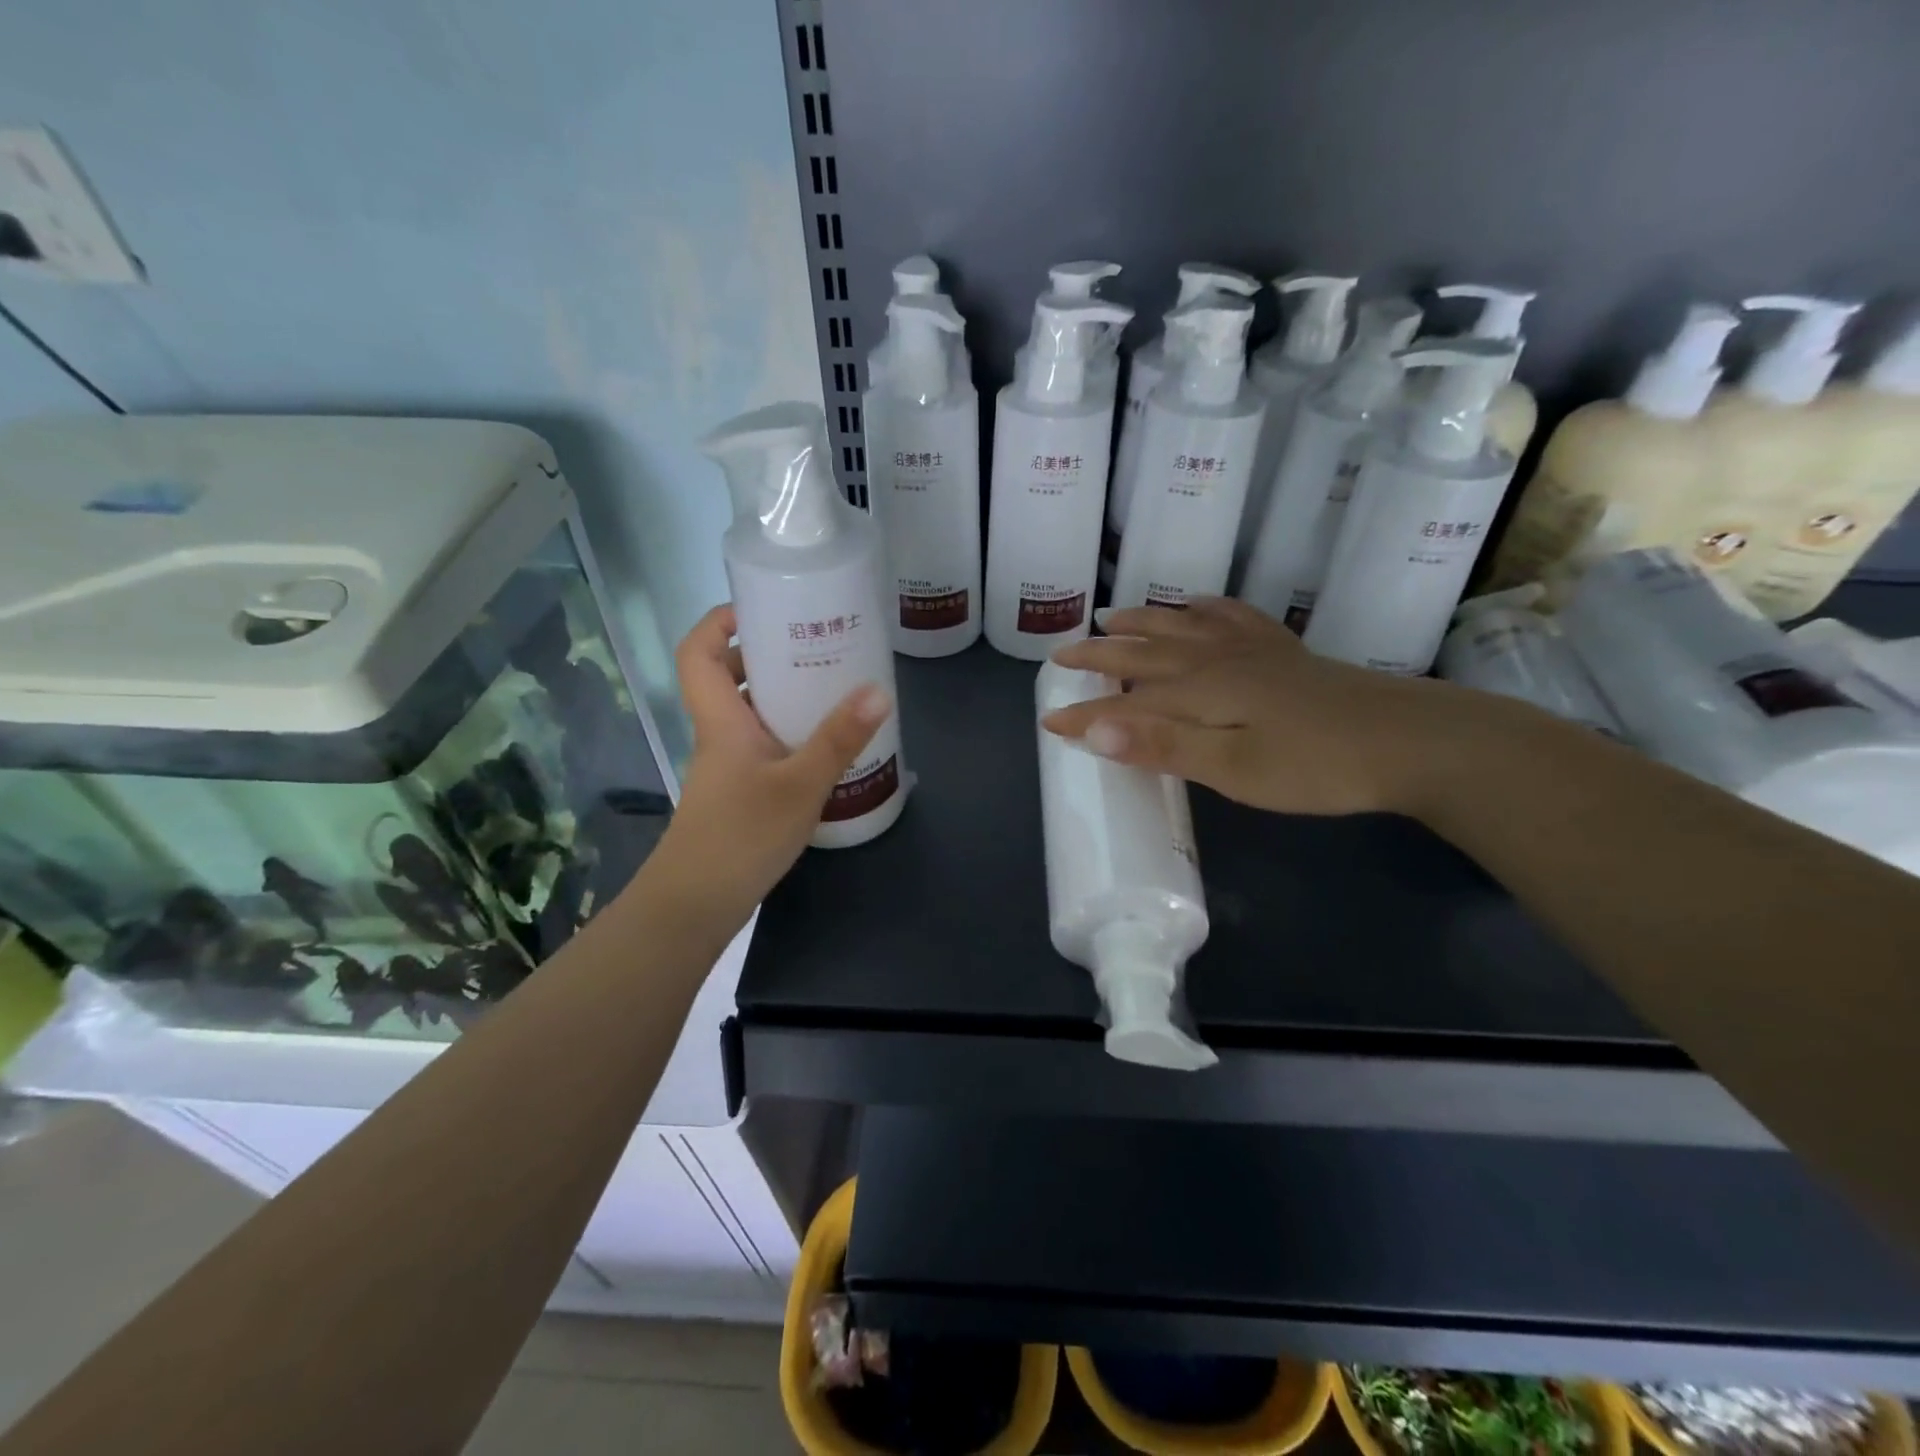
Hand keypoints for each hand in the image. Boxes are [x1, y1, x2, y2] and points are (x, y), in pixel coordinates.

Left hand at [649, 604, 889, 925]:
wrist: (697, 904)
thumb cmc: (741, 835)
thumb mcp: (800, 784)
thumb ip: (839, 739)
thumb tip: (878, 691)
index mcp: (721, 719)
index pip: (698, 651)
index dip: (720, 621)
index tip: (763, 608)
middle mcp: (719, 734)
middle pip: (727, 676)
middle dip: (766, 653)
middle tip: (815, 644)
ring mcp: (727, 765)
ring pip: (748, 712)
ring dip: (782, 694)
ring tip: (830, 686)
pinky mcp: (740, 791)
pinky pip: (762, 743)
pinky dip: (788, 731)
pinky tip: (825, 745)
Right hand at [1042, 598, 1480, 816]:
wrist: (1410, 741)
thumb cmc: (1316, 765)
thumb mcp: (1235, 768)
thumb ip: (1163, 746)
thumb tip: (1093, 728)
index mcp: (1200, 692)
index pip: (1125, 704)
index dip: (1085, 716)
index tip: (1048, 723)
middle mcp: (1216, 661)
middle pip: (1145, 654)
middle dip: (1099, 656)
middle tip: (1061, 654)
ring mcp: (1252, 651)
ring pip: (1182, 628)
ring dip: (1142, 623)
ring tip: (1111, 618)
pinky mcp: (1282, 653)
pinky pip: (1232, 618)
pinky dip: (1205, 610)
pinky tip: (1197, 606)